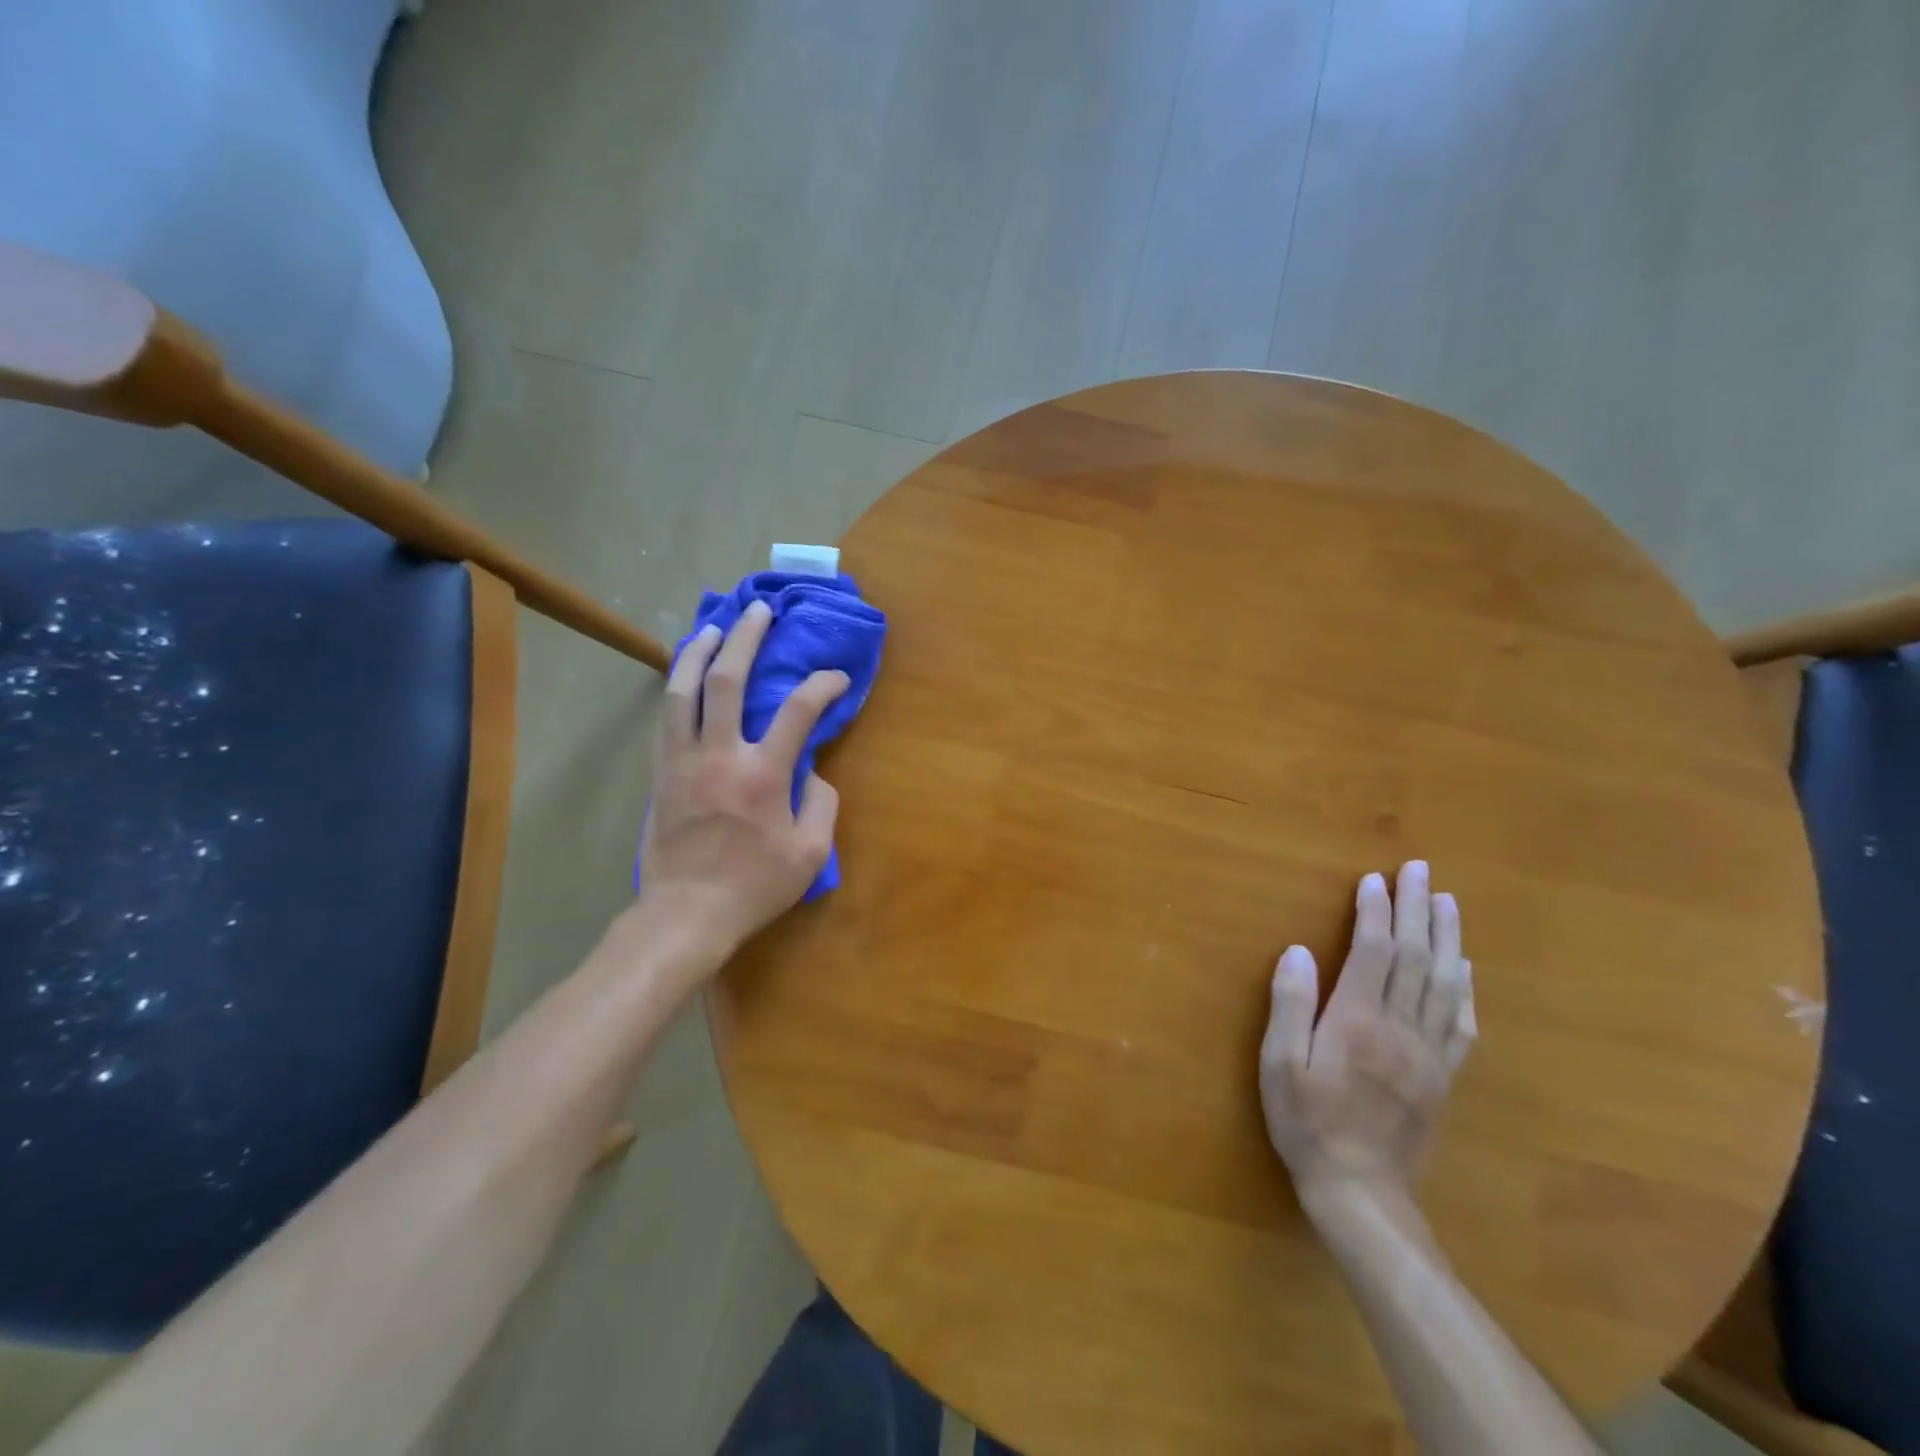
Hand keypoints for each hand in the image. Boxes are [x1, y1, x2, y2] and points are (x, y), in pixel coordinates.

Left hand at [637, 600, 848, 969]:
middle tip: (759, 610)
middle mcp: (721, 755)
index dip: (823, 685)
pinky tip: (685, 675)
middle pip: (728, 680)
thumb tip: (812, 772)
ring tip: (713, 628)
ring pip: (683, 690)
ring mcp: (683, 761)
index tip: (837, 679)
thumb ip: (821, 804)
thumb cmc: (754, 886)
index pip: (800, 711)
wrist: (686, 914)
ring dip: (699, 652)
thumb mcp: (810, 854)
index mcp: (764, 774)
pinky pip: (666, 718)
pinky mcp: (661, 773)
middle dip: (746, 638)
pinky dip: (677, 687)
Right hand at [1259, 862, 1476, 1218]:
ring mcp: (1428, 1052)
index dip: (1374, 912)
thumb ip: (1290, 1005)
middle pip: (1415, 957)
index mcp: (1356, 1020)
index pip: (1372, 952)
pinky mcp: (1442, 1075)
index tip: (1373, 879)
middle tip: (1420, 871)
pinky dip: (1464, 987)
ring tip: (1447, 901)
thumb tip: (1298, 951)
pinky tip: (1464, 967)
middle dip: (1417, 909)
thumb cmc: (1306, 1121)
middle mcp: (1399, 1027)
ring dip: (1447, 936)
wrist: (1360, 1191)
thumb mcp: (1279, 1063)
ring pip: (1444, 982)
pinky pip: (1460, 1023)